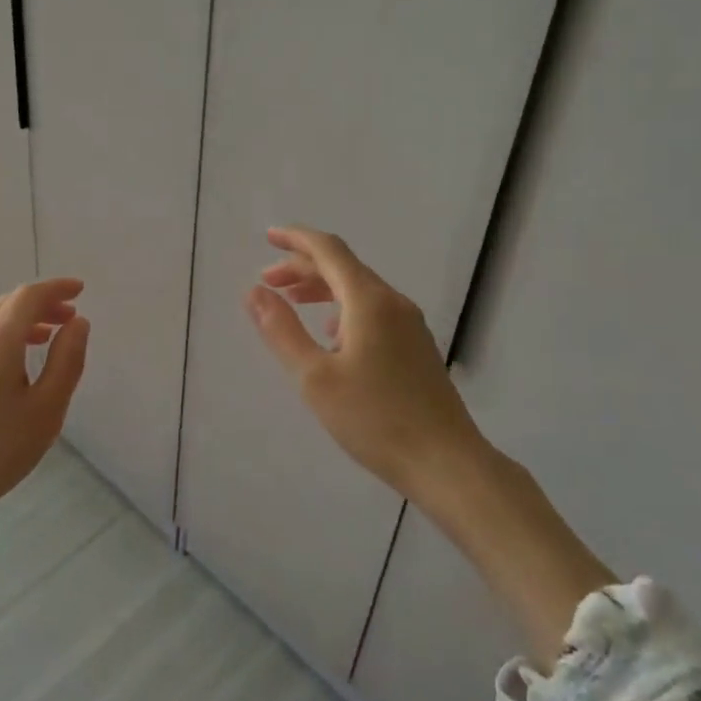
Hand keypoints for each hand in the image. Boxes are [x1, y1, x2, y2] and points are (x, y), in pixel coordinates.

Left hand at [0, 277, 89, 538]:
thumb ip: (66, 361)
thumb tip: (78, 323)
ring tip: (48, 337)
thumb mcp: (46, 409)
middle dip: (41, 303)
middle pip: (8, 304)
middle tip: (70, 315)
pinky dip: (5, 337)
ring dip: (23, 321)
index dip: (56, 288)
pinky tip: (14, 365)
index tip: (81, 289)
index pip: (28, 296)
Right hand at [244, 226, 480, 500]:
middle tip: (268, 282)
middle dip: (302, 267)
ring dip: (322, 288)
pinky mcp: (416, 347)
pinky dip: (342, 308)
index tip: (267, 237)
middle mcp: (393, 303)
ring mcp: (410, 325)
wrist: (446, 463)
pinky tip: (330, 335)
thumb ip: (282, 330)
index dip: (296, 239)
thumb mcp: (315, 377)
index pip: (329, 250)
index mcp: (369, 301)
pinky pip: (373, 310)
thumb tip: (254, 292)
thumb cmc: (374, 419)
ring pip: (359, 289)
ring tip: (291, 302)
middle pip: (343, 267)